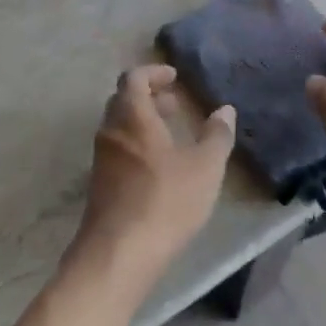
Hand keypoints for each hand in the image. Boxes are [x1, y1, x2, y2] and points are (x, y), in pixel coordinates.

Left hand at [72, 65, 236, 282]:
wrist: (118, 253)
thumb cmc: (165, 201)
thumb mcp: (204, 168)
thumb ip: (217, 136)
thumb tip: (225, 110)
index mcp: (132, 116)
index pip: (134, 78)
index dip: (154, 72)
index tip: (174, 77)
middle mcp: (111, 131)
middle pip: (123, 100)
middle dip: (148, 97)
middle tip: (174, 104)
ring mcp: (101, 159)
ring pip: (119, 127)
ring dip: (142, 122)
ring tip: (171, 135)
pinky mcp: (100, 184)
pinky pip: (117, 150)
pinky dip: (136, 145)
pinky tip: (158, 168)